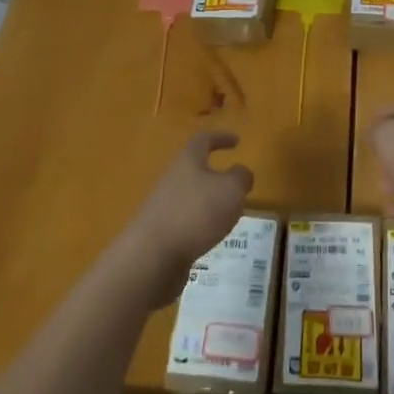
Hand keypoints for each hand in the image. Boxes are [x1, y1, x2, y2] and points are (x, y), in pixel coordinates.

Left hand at [119, 131, 253, 306]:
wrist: (152, 255)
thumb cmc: (196, 213)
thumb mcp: (231, 190)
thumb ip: (241, 177)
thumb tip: (241, 173)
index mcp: (188, 160)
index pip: (204, 140)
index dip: (221, 138)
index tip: (237, 141)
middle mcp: (173, 178)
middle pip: (194, 169)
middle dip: (215, 175)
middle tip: (235, 186)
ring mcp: (164, 205)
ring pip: (191, 197)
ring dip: (209, 202)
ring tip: (229, 216)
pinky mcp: (161, 232)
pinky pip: (186, 221)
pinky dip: (200, 225)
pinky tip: (211, 238)